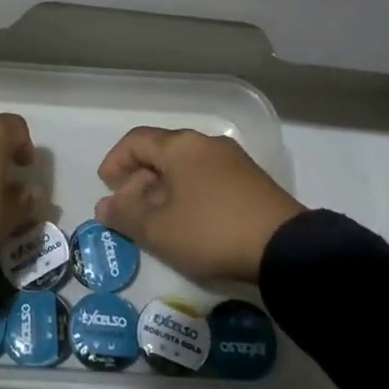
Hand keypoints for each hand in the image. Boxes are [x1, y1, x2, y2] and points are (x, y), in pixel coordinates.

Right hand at [94, 127, 304, 284]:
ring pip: (185, 168)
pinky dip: (188, 195)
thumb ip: (125, 215)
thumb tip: (104, 206)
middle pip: (162, 153)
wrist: (284, 248)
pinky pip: (207, 180)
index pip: (136, 141)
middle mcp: (206, 144)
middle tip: (127, 210)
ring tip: (156, 221)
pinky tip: (188, 223)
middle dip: (138, 180)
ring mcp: (232, 161)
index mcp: (181, 146)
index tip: (106, 185)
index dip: (116, 160)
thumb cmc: (210, 231)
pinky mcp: (251, 182)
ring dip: (163, 190)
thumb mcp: (159, 229)